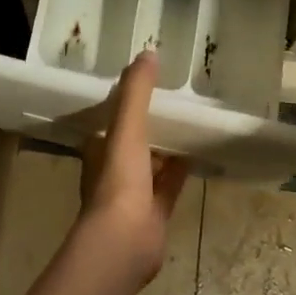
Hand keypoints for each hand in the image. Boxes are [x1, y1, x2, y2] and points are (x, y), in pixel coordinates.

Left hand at [77, 49, 190, 286]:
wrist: (124, 242)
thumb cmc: (119, 181)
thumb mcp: (126, 128)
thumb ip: (136, 92)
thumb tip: (147, 52)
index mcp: (99, 150)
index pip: (108, 122)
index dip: (122, 106)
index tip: (142, 86)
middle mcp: (111, 171)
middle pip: (130, 143)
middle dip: (145, 127)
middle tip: (170, 103)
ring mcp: (132, 195)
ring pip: (150, 165)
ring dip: (163, 149)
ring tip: (187, 125)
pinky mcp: (153, 214)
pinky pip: (168, 187)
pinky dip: (179, 173)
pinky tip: (196, 157)